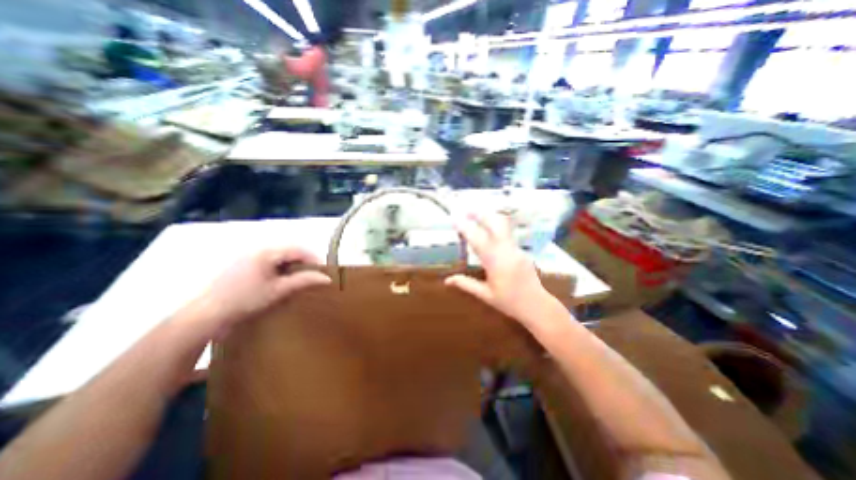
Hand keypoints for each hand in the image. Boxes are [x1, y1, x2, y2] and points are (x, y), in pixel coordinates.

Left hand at [192, 246, 328, 330]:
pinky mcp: (241, 265)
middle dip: (303, 263)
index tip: (323, 271)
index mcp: (267, 252)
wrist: (205, 315)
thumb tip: (327, 278)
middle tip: (311, 276)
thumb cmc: (245, 300)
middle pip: (289, 251)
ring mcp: (247, 257)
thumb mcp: (279, 290)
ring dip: (291, 266)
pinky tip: (279, 281)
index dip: (314, 258)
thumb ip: (304, 281)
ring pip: (278, 257)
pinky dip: (279, 269)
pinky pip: (268, 262)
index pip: (298, 249)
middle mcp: (257, 249)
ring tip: (298, 280)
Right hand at [445, 211, 559, 328]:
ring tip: (477, 216)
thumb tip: (446, 280)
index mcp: (495, 262)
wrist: (537, 305)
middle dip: (480, 214)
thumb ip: (466, 284)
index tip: (455, 219)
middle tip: (467, 211)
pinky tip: (489, 231)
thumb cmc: (509, 302)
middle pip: (494, 224)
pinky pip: (507, 233)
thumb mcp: (485, 295)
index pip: (477, 239)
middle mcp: (506, 251)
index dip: (465, 227)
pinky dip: (496, 227)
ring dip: (489, 217)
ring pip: (504, 225)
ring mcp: (516, 248)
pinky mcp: (521, 250)